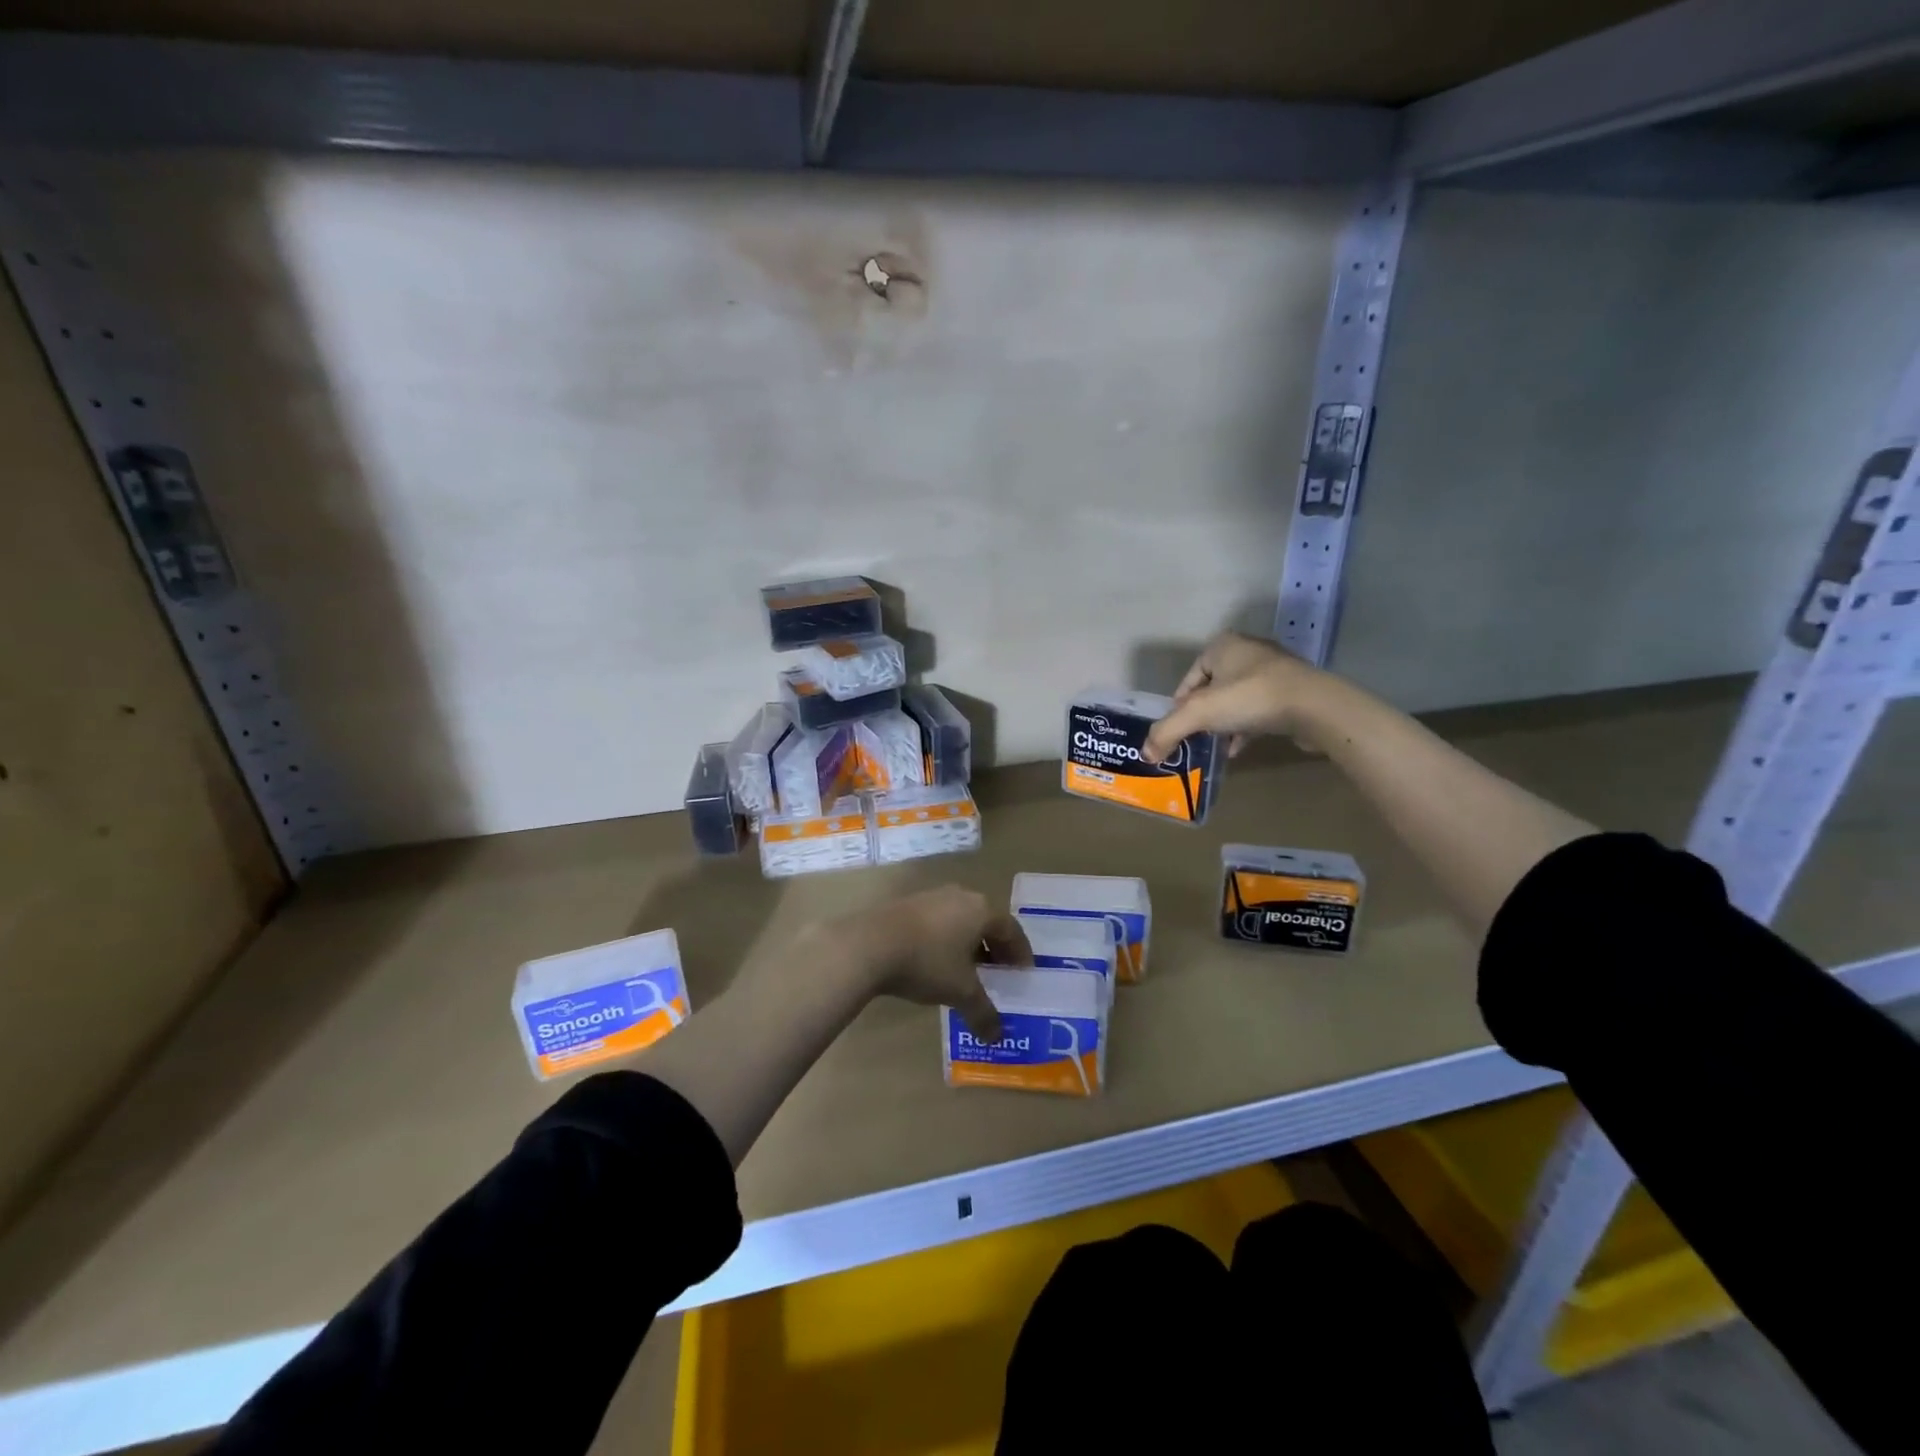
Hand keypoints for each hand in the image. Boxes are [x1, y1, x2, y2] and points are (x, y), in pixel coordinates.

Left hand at [821, 886, 1031, 1041]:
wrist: (869, 944)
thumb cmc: (927, 963)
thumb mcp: (960, 992)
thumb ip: (983, 1013)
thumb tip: (997, 1037)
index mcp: (981, 910)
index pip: (1011, 929)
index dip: (1020, 952)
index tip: (1023, 972)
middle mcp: (960, 896)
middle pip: (986, 921)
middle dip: (994, 947)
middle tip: (999, 972)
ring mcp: (931, 897)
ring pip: (960, 920)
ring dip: (968, 943)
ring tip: (967, 970)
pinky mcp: (906, 905)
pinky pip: (937, 922)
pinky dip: (945, 940)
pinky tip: (936, 962)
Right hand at [1143, 631, 1331, 763]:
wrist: (1314, 707)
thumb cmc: (1250, 698)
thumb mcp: (1199, 714)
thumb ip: (1167, 731)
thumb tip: (1146, 753)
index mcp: (1222, 645)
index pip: (1187, 680)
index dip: (1179, 708)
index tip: (1178, 731)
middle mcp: (1247, 651)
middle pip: (1211, 690)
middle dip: (1202, 716)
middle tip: (1195, 740)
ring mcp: (1273, 670)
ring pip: (1235, 700)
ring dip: (1223, 724)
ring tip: (1215, 746)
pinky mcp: (1291, 691)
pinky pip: (1258, 709)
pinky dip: (1244, 727)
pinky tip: (1238, 748)